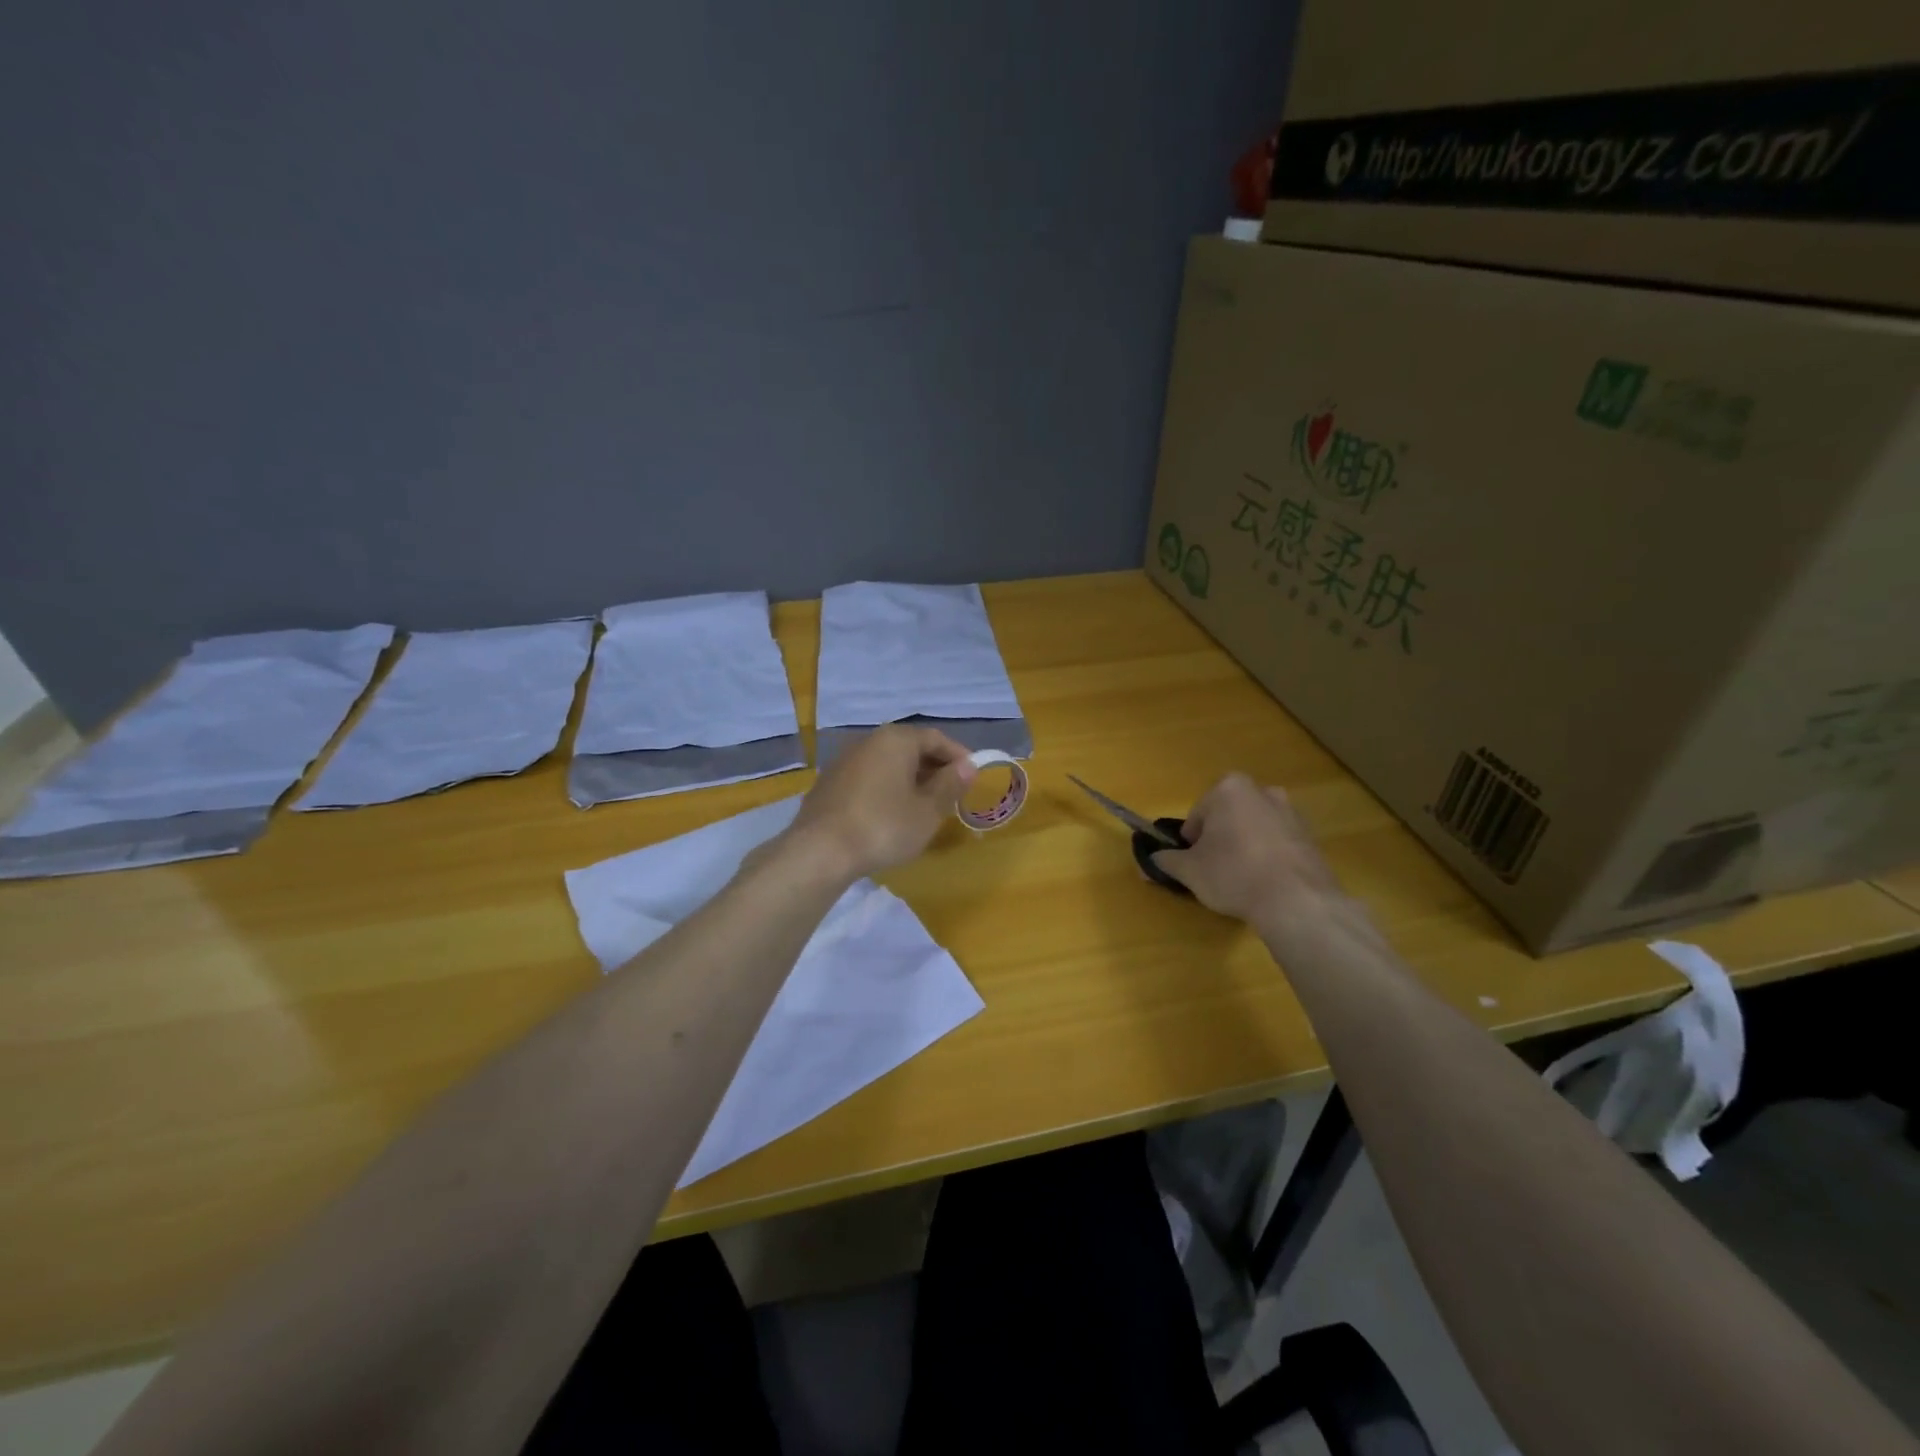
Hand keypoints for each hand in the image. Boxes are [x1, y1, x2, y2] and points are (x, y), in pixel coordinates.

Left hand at [785, 725, 975, 878]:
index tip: (972, 777)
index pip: (936, 738)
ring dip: (909, 778)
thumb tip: (968, 766)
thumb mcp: (927, 811)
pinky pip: (868, 777)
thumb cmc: (884, 827)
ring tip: (923, 805)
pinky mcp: (828, 782)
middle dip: (933, 767)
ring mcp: (844, 760)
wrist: (820, 851)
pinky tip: (890, 813)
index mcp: (896, 740)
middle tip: (950, 793)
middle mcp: (869, 740)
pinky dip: (885, 788)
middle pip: (909, 747)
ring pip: (887, 762)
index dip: (958, 756)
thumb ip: (950, 785)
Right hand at [1151, 773, 1341, 927]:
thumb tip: (1148, 861)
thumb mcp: (1189, 871)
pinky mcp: (1311, 837)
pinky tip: (1265, 884)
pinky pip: (1278, 843)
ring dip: (1245, 845)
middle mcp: (1262, 791)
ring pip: (1254, 827)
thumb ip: (1165, 861)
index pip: (1198, 813)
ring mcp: (1291, 813)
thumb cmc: (1233, 874)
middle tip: (1215, 869)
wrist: (1297, 901)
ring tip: (1241, 879)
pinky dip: (1269, 857)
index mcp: (1229, 789)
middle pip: (1228, 816)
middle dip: (1220, 837)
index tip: (1194, 862)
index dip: (1192, 840)